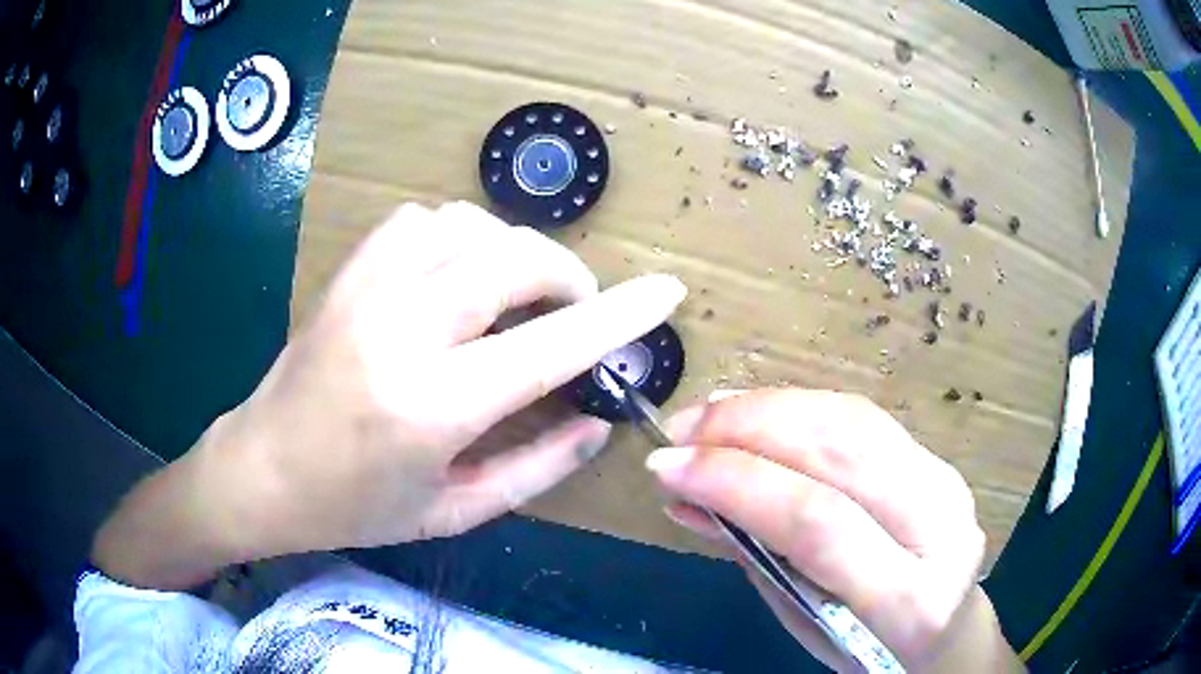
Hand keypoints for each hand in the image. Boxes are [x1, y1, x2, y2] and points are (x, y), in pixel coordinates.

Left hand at [92, 201, 686, 588]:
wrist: (261, 471)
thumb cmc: (355, 509)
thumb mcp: (453, 511)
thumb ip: (537, 467)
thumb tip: (597, 422)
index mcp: (430, 406)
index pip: (550, 345)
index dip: (620, 315)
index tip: (666, 291)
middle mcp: (400, 330)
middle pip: (513, 259)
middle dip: (566, 278)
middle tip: (574, 314)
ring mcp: (366, 290)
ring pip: (470, 226)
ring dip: (513, 255)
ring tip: (515, 298)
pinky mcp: (347, 273)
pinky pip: (422, 220)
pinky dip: (460, 236)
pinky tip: (457, 274)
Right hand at [647, 389, 1019, 671]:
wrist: (950, 637)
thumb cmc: (871, 651)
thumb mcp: (807, 624)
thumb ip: (757, 558)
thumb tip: (690, 500)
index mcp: (909, 600)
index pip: (818, 521)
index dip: (736, 483)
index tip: (668, 467)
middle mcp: (941, 528)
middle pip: (840, 453)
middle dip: (748, 428)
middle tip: (682, 430)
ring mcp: (946, 483)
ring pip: (853, 421)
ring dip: (771, 407)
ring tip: (709, 415)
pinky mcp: (938, 461)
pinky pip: (863, 419)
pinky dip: (801, 408)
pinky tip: (758, 411)